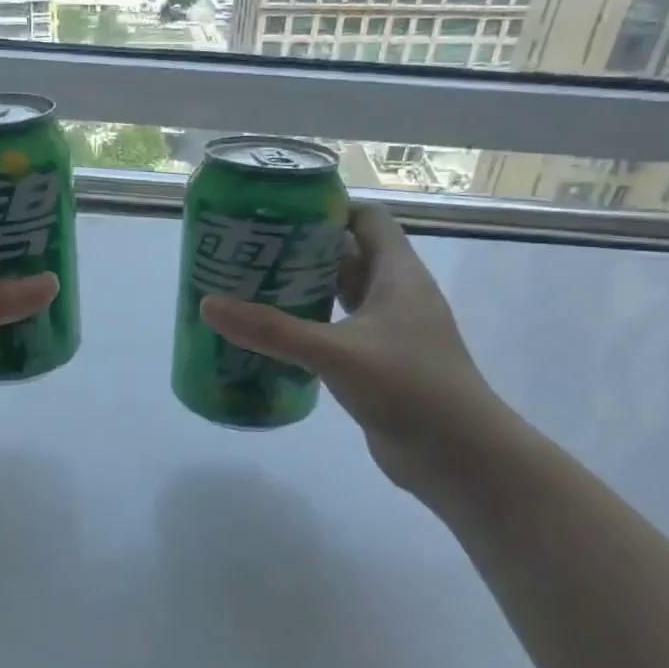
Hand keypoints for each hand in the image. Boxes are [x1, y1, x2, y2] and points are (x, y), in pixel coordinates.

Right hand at [200, 204, 505, 499]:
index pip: (365, 219)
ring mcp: (388, 332)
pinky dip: (309, 329)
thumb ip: (273, 330)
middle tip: (250, 252)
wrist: (460, 458)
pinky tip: (273, 338)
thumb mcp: (337, 353)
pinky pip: (338, 333)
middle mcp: (395, 295)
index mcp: (397, 273)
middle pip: (346, 256)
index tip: (277, 214)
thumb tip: (209, 305)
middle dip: (301, 251)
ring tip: (250, 289)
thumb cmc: (410, 388)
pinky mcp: (378, 365)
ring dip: (302, 291)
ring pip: (340, 297)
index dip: (326, 209)